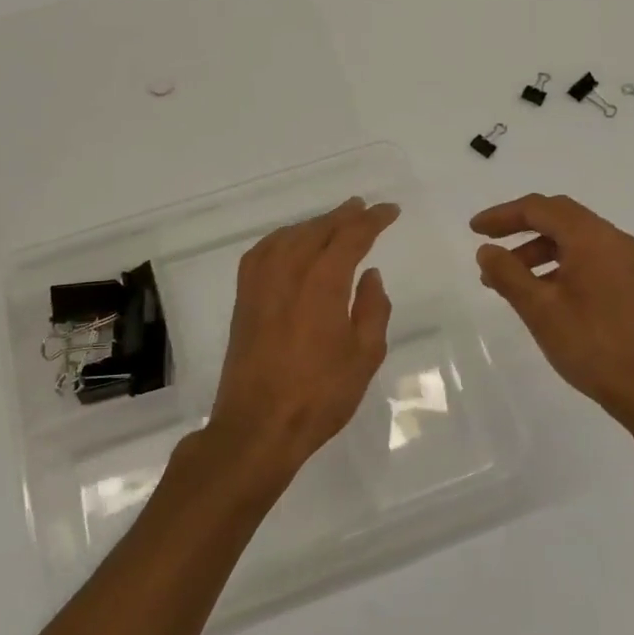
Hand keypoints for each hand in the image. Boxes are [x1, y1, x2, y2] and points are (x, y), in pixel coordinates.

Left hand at [203, 197, 398, 484]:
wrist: (258, 426)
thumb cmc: (320, 395)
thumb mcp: (364, 356)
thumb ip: (373, 309)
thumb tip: (370, 275)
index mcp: (323, 284)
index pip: (350, 238)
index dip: (372, 221)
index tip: (389, 211)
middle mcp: (288, 274)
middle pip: (317, 231)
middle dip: (343, 216)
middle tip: (363, 208)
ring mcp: (260, 285)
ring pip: (288, 237)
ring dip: (313, 224)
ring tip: (332, 221)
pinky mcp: (243, 300)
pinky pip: (261, 253)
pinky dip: (280, 239)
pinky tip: (288, 244)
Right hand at [472, 193, 633, 425]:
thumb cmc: (590, 344)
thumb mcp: (539, 309)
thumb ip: (508, 274)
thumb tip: (486, 251)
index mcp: (591, 238)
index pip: (540, 209)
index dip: (503, 215)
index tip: (474, 230)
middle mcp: (612, 239)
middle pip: (558, 216)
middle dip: (519, 226)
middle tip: (488, 245)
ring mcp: (623, 260)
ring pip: (571, 239)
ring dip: (536, 250)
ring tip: (504, 279)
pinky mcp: (627, 281)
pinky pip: (586, 257)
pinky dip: (556, 264)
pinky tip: (537, 291)